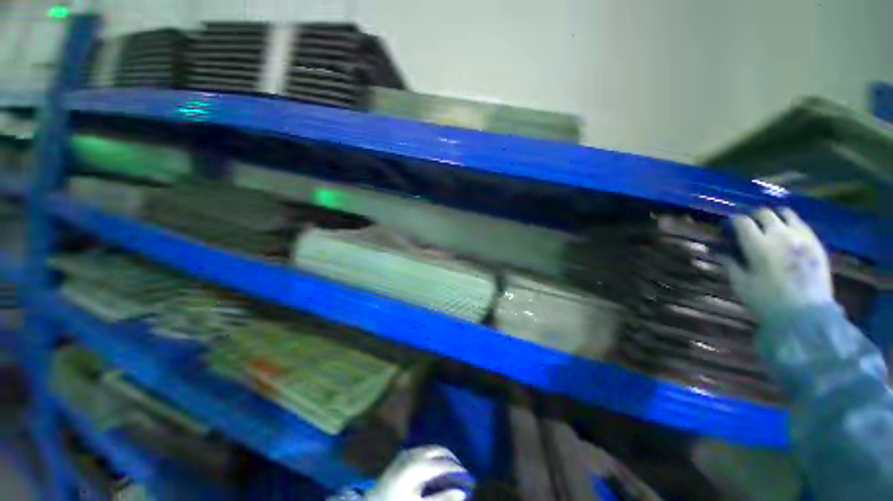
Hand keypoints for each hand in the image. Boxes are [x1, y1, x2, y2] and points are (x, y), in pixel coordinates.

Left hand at [365, 446, 470, 500]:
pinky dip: (434, 456)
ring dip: (443, 457)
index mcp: (418, 465)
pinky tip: (435, 469)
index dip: (458, 470)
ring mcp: (407, 452)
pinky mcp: (402, 455)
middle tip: (461, 474)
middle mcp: (414, 453)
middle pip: (439, 450)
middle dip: (452, 459)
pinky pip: (424, 450)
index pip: (444, 464)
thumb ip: (441, 499)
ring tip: (451, 471)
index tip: (469, 479)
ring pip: (432, 448)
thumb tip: (462, 493)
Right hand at [725, 208, 833, 321]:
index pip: (742, 221)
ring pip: (786, 213)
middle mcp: (779, 234)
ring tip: (770, 226)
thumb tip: (720, 252)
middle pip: (764, 213)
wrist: (807, 315)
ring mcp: (801, 237)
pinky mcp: (816, 243)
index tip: (729, 227)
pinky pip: (802, 224)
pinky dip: (792, 224)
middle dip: (753, 216)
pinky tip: (788, 235)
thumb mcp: (741, 285)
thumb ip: (730, 264)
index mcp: (757, 245)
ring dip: (775, 217)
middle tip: (749, 226)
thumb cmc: (768, 301)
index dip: (733, 221)